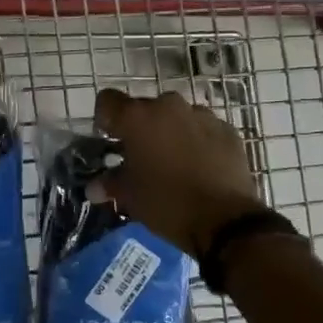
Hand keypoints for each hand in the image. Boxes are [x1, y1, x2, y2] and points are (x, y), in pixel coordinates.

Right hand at [95, 88, 267, 255]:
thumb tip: (94, 188)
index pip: (108, 101)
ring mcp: (202, 115)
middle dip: (140, 129)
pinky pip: (203, 129)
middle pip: (145, 109)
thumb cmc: (167, 204)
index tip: (110, 140)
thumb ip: (110, 184)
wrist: (225, 221)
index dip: (105, 119)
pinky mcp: (227, 130)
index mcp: (137, 117)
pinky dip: (197, 141)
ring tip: (174, 162)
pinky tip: (200, 167)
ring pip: (176, 117)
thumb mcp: (130, 197)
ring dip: (170, 133)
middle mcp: (168, 106)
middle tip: (142, 157)